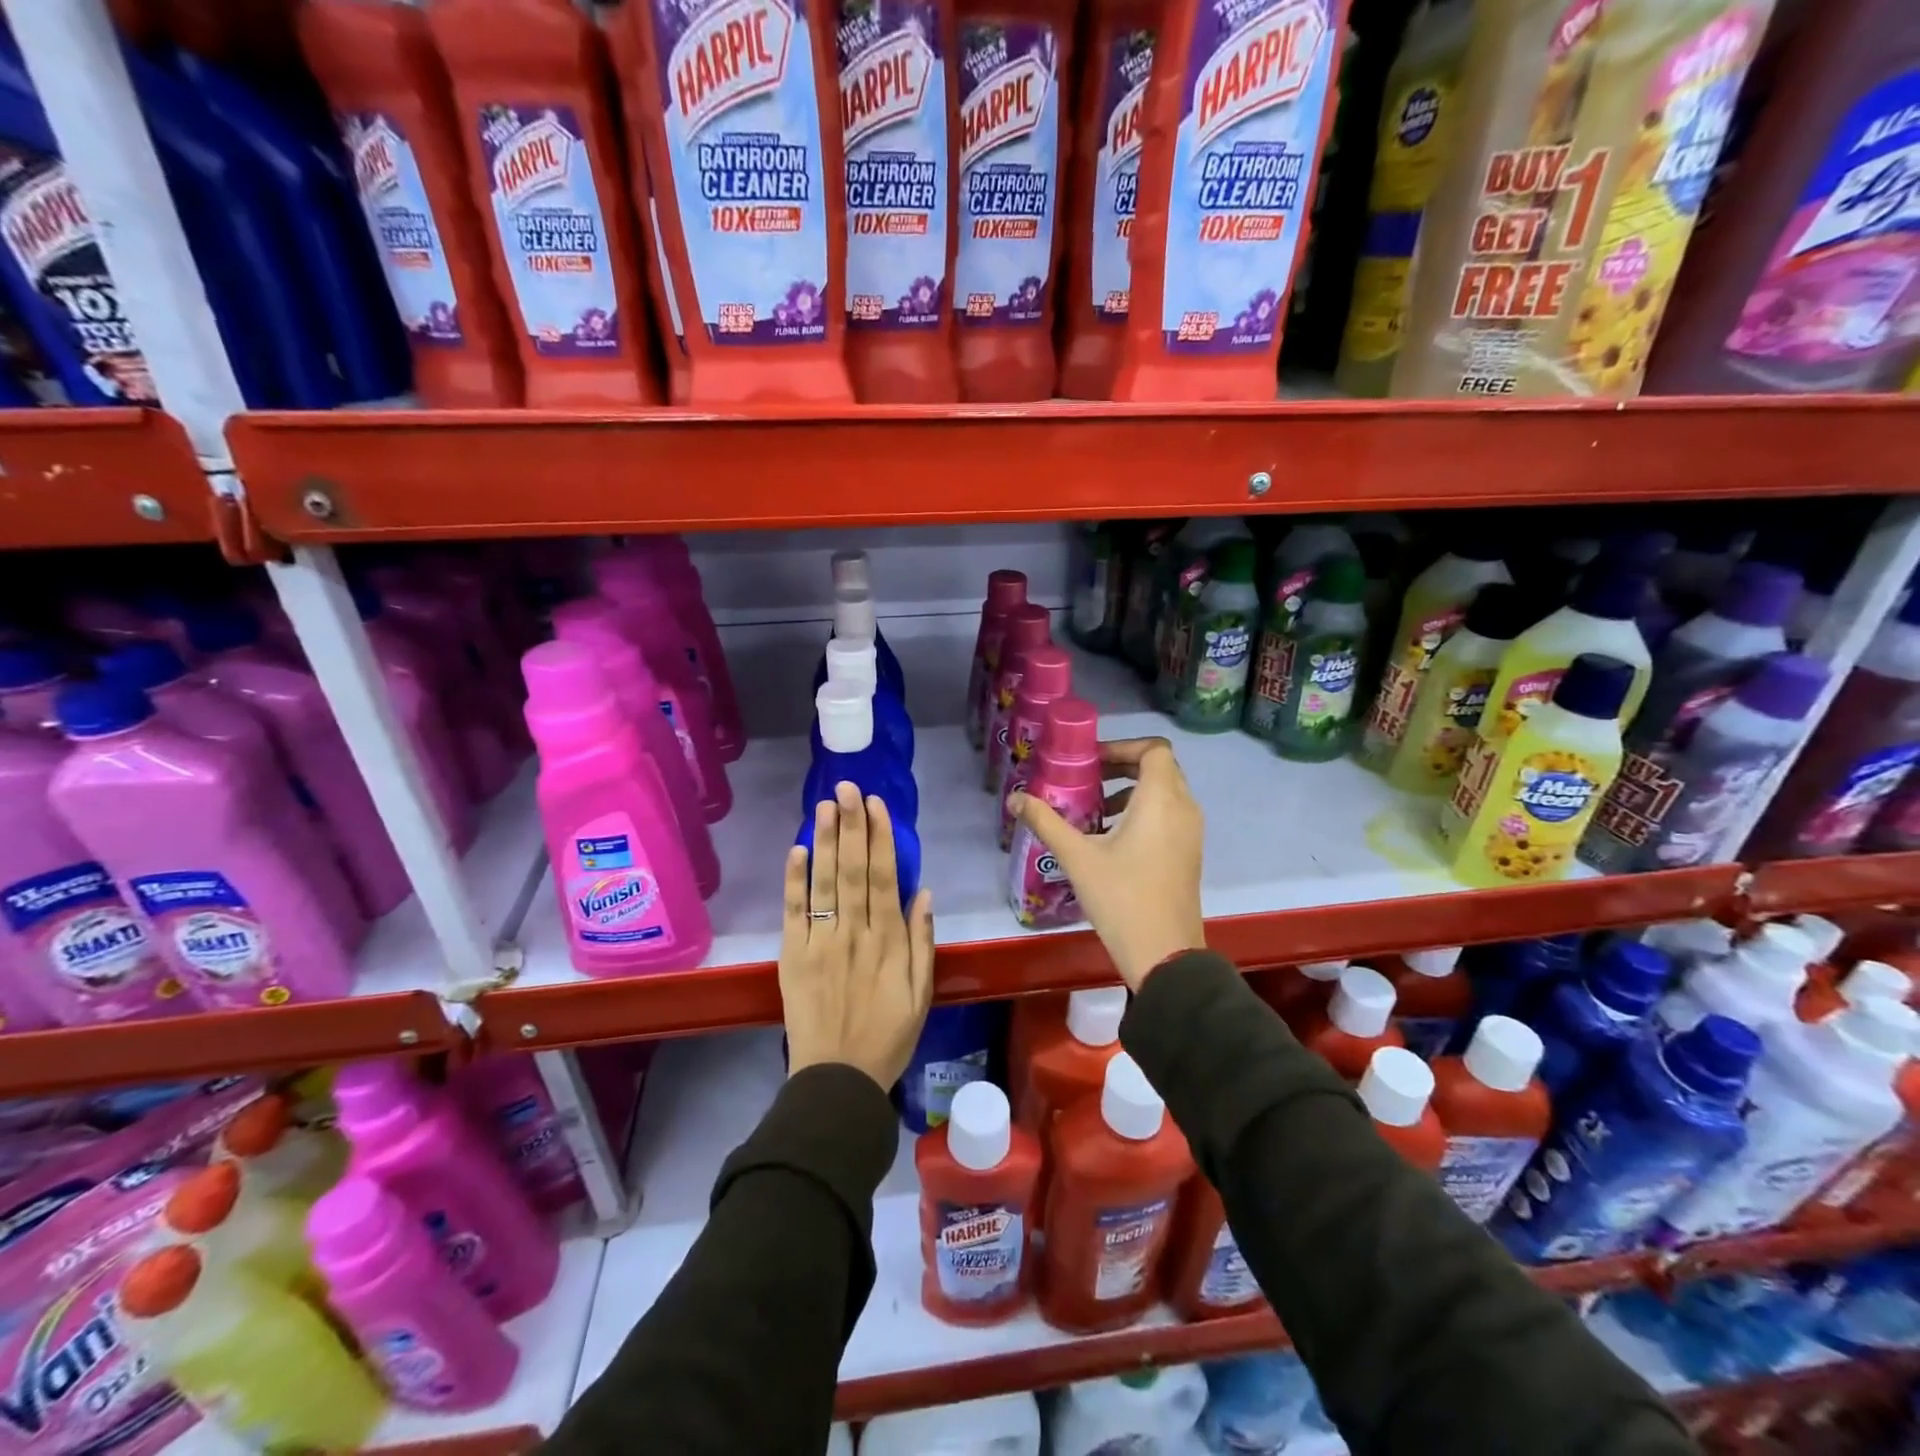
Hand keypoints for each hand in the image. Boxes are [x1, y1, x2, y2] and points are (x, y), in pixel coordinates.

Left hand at [780, 782, 935, 1089]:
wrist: (838, 1079)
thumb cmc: (888, 1036)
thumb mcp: (921, 993)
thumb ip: (922, 942)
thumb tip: (923, 892)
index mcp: (888, 941)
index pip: (883, 877)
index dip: (880, 838)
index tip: (877, 805)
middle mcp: (854, 933)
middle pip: (852, 870)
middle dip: (851, 825)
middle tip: (849, 787)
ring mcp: (821, 943)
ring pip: (824, 883)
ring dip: (824, 841)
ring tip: (825, 805)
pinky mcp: (793, 957)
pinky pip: (793, 913)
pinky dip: (794, 881)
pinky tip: (796, 850)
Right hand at [1011, 737, 1204, 990]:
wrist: (1164, 954)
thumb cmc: (1121, 898)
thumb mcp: (1077, 857)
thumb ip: (1046, 821)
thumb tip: (1014, 798)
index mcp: (1161, 800)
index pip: (1154, 749)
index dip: (1122, 746)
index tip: (1090, 761)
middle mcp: (1184, 808)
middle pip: (1159, 768)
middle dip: (1122, 766)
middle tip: (1086, 778)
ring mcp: (1191, 833)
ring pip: (1165, 793)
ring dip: (1131, 791)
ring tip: (1093, 810)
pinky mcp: (1189, 853)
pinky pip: (1169, 815)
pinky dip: (1143, 812)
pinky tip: (1110, 839)